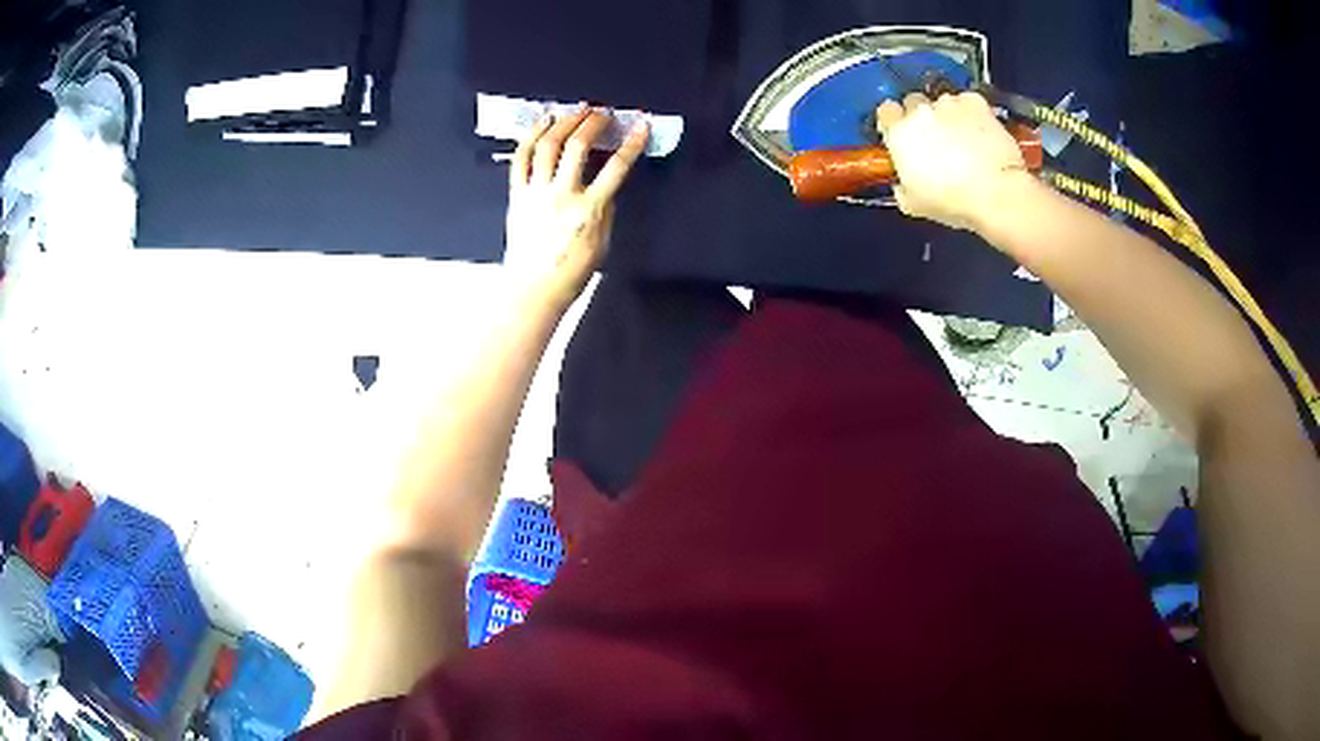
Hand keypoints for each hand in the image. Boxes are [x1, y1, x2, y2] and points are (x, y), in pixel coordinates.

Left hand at [504, 107, 648, 309]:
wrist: (532, 290)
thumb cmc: (571, 273)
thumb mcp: (602, 243)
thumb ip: (605, 210)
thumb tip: (604, 187)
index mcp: (589, 210)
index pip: (616, 167)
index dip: (631, 143)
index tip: (640, 126)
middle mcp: (561, 195)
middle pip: (576, 146)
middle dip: (592, 122)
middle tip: (601, 112)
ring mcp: (536, 193)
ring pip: (546, 146)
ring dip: (562, 122)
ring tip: (572, 110)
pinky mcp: (517, 195)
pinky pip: (520, 159)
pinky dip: (530, 137)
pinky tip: (540, 123)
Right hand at [876, 92, 1034, 231]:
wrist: (996, 194)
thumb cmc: (952, 202)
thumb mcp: (913, 205)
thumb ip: (901, 186)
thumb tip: (902, 182)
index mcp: (899, 133)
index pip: (886, 111)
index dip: (894, 121)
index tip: (902, 133)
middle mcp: (920, 111)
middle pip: (914, 101)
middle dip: (921, 116)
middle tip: (935, 138)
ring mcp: (948, 103)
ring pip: (942, 102)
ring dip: (948, 115)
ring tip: (963, 137)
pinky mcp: (975, 102)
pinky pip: (967, 101)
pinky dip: (971, 112)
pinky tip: (980, 130)